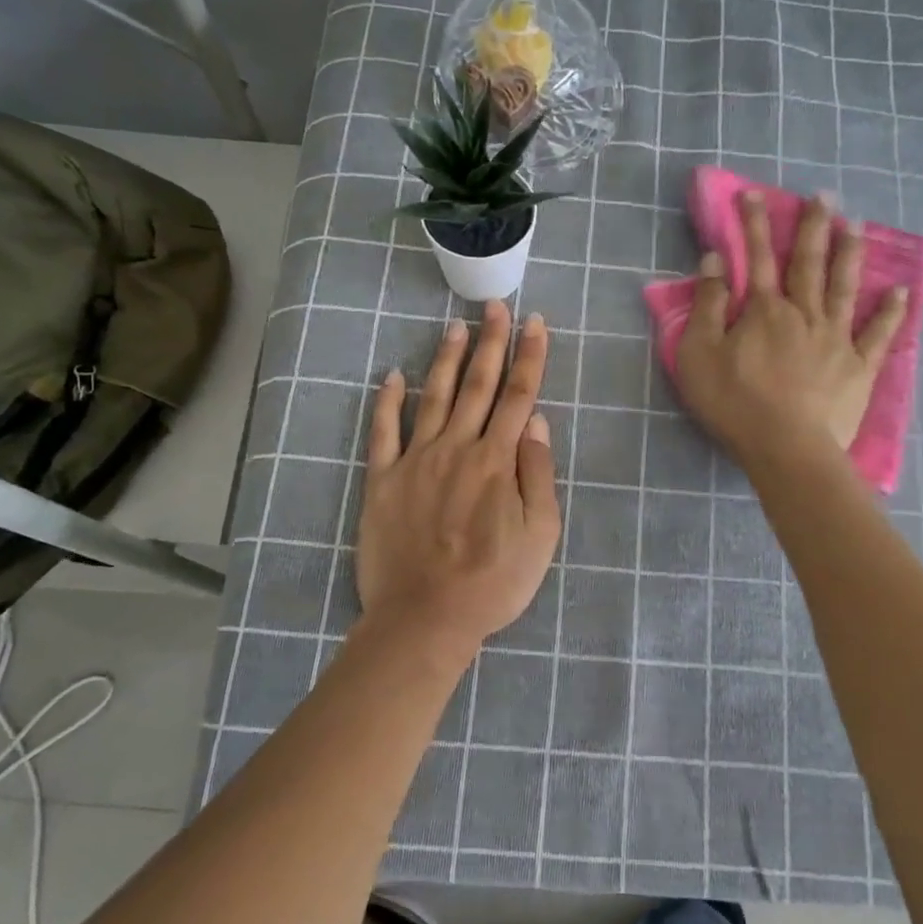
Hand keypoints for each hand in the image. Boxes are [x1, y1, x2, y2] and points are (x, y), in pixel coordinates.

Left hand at [357, 300, 560, 657]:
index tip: (534, 323)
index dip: (529, 356)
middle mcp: (457, 448)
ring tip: (455, 327)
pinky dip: (387, 401)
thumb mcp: (540, 536)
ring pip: (433, 397)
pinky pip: (383, 432)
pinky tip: (391, 375)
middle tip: (495, 307)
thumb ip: (538, 474)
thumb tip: (535, 421)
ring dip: (446, 359)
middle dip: (490, 342)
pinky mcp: (382, 480)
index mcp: (498, 461)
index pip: (518, 395)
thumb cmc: (492, 582)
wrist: (425, 617)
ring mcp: (415, 461)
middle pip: (478, 385)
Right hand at [674, 191, 907, 466]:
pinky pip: (879, 335)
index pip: (757, 257)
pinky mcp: (859, 367)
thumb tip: (715, 260)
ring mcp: (837, 339)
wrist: (786, 448)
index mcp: (764, 311)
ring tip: (856, 225)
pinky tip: (900, 291)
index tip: (753, 194)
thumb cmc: (734, 403)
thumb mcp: (699, 354)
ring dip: (850, 254)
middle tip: (823, 196)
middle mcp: (804, 314)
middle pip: (808, 263)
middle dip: (813, 227)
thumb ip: (706, 305)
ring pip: (845, 287)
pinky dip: (890, 312)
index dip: (754, 224)